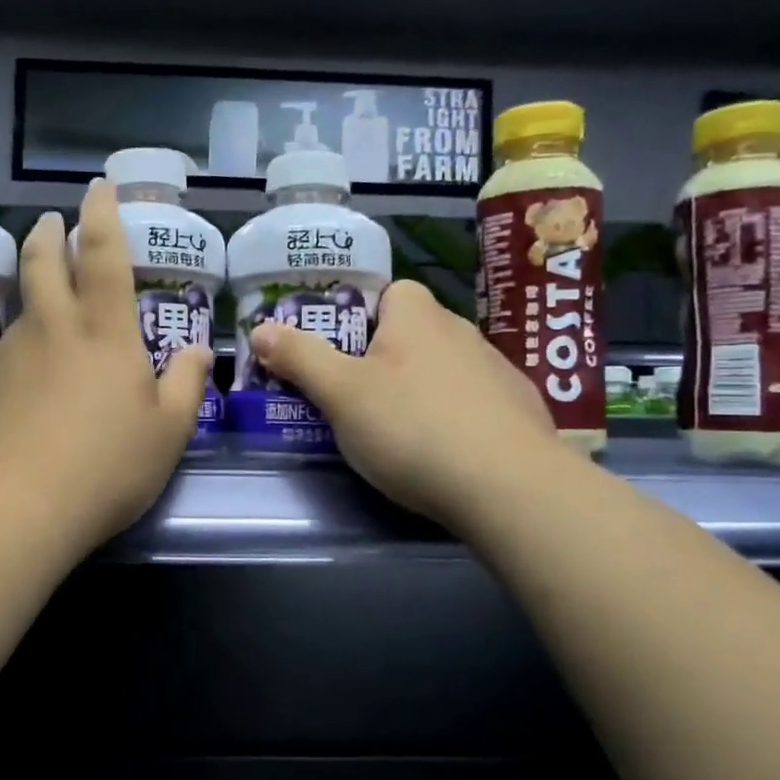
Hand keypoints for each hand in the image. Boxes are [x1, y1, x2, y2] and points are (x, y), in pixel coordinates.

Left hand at [0, 178, 213, 556]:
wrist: (15, 506)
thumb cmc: (106, 465)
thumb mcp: (167, 431)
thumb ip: (187, 385)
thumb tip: (199, 351)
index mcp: (104, 331)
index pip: (104, 255)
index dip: (103, 215)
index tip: (98, 188)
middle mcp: (52, 329)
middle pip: (43, 262)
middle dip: (49, 233)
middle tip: (51, 220)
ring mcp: (10, 354)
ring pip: (23, 308)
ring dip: (34, 293)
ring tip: (47, 307)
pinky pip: (7, 354)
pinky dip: (22, 349)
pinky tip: (28, 382)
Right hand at [247, 280, 555, 524]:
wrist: (511, 487)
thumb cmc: (412, 427)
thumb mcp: (340, 394)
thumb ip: (299, 357)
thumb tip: (260, 328)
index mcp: (417, 316)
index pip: (388, 293)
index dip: (358, 317)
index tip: (337, 354)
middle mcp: (461, 331)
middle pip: (411, 333)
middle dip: (381, 358)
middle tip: (352, 398)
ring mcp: (496, 370)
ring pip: (441, 368)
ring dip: (418, 388)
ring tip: (395, 432)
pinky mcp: (519, 410)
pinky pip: (472, 402)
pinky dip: (453, 417)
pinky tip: (443, 453)